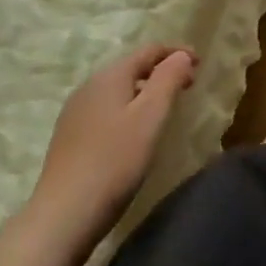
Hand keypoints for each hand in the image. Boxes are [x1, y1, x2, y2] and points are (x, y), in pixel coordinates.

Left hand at [32, 44, 195, 229]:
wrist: (64, 214)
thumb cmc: (115, 160)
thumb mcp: (151, 116)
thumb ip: (168, 79)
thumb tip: (181, 54)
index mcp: (109, 76)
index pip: (148, 51)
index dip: (176, 53)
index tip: (201, 64)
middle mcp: (89, 87)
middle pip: (131, 68)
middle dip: (162, 71)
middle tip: (189, 86)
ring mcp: (75, 113)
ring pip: (118, 90)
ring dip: (145, 91)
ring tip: (167, 107)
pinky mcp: (70, 137)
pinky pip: (107, 109)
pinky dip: (129, 109)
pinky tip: (136, 131)